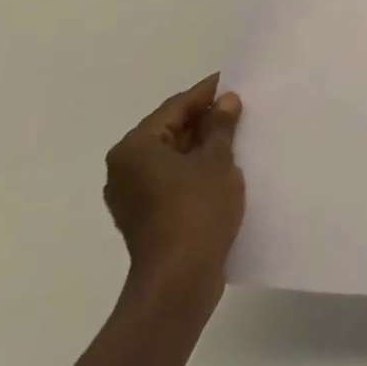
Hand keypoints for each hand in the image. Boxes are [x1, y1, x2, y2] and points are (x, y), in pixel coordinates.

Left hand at [103, 75, 243, 311]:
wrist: (178, 283)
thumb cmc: (196, 212)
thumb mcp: (216, 160)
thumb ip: (221, 126)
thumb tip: (226, 101)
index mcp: (135, 148)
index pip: (176, 107)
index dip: (207, 93)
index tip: (234, 82)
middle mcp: (125, 169)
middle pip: (171, 131)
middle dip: (205, 121)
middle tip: (241, 109)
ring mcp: (132, 196)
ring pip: (172, 158)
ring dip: (202, 147)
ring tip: (238, 137)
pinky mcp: (145, 217)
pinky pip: (172, 180)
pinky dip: (195, 171)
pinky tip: (224, 168)